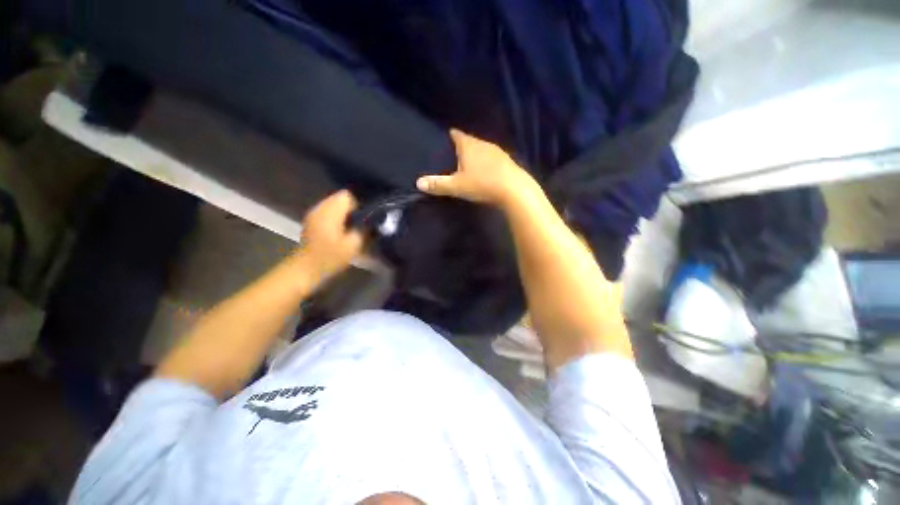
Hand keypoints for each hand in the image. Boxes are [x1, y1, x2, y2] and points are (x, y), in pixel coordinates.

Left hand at [296, 190, 363, 282]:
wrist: (305, 269)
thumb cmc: (330, 257)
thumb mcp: (353, 245)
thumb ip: (364, 230)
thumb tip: (372, 222)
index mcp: (330, 211)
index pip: (347, 196)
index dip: (358, 206)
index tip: (362, 220)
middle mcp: (320, 208)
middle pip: (339, 199)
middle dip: (351, 210)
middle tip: (358, 226)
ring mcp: (313, 214)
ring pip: (333, 206)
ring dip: (343, 214)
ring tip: (350, 229)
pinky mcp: (311, 222)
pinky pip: (327, 213)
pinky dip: (335, 219)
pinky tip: (339, 233)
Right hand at [416, 129, 534, 206]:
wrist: (513, 189)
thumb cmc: (482, 184)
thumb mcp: (457, 186)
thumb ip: (438, 184)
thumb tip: (418, 183)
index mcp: (469, 146)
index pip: (458, 135)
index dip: (452, 135)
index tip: (449, 134)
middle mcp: (483, 144)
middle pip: (471, 140)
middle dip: (464, 144)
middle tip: (457, 151)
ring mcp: (497, 151)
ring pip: (483, 148)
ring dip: (477, 152)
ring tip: (471, 159)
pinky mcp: (507, 161)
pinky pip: (493, 157)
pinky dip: (488, 160)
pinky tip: (488, 168)